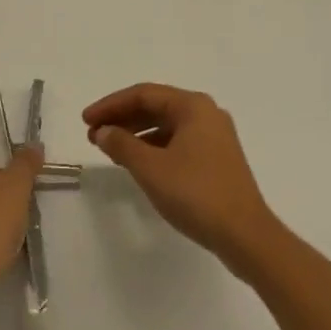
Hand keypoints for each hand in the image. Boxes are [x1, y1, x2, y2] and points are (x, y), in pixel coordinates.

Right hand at [84, 84, 280, 273]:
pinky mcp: (217, 159)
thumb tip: (103, 131)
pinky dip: (154, 148)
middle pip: (156, 106)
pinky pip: (178, 142)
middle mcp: (206, 113)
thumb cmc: (196, 194)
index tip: (86, 120)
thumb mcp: (151, 168)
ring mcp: (215, 136)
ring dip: (136, 134)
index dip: (111, 105)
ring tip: (109, 149)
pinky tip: (138, 163)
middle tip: (93, 134)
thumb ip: (122, 145)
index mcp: (193, 106)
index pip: (143, 94)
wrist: (245, 235)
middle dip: (122, 118)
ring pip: (167, 125)